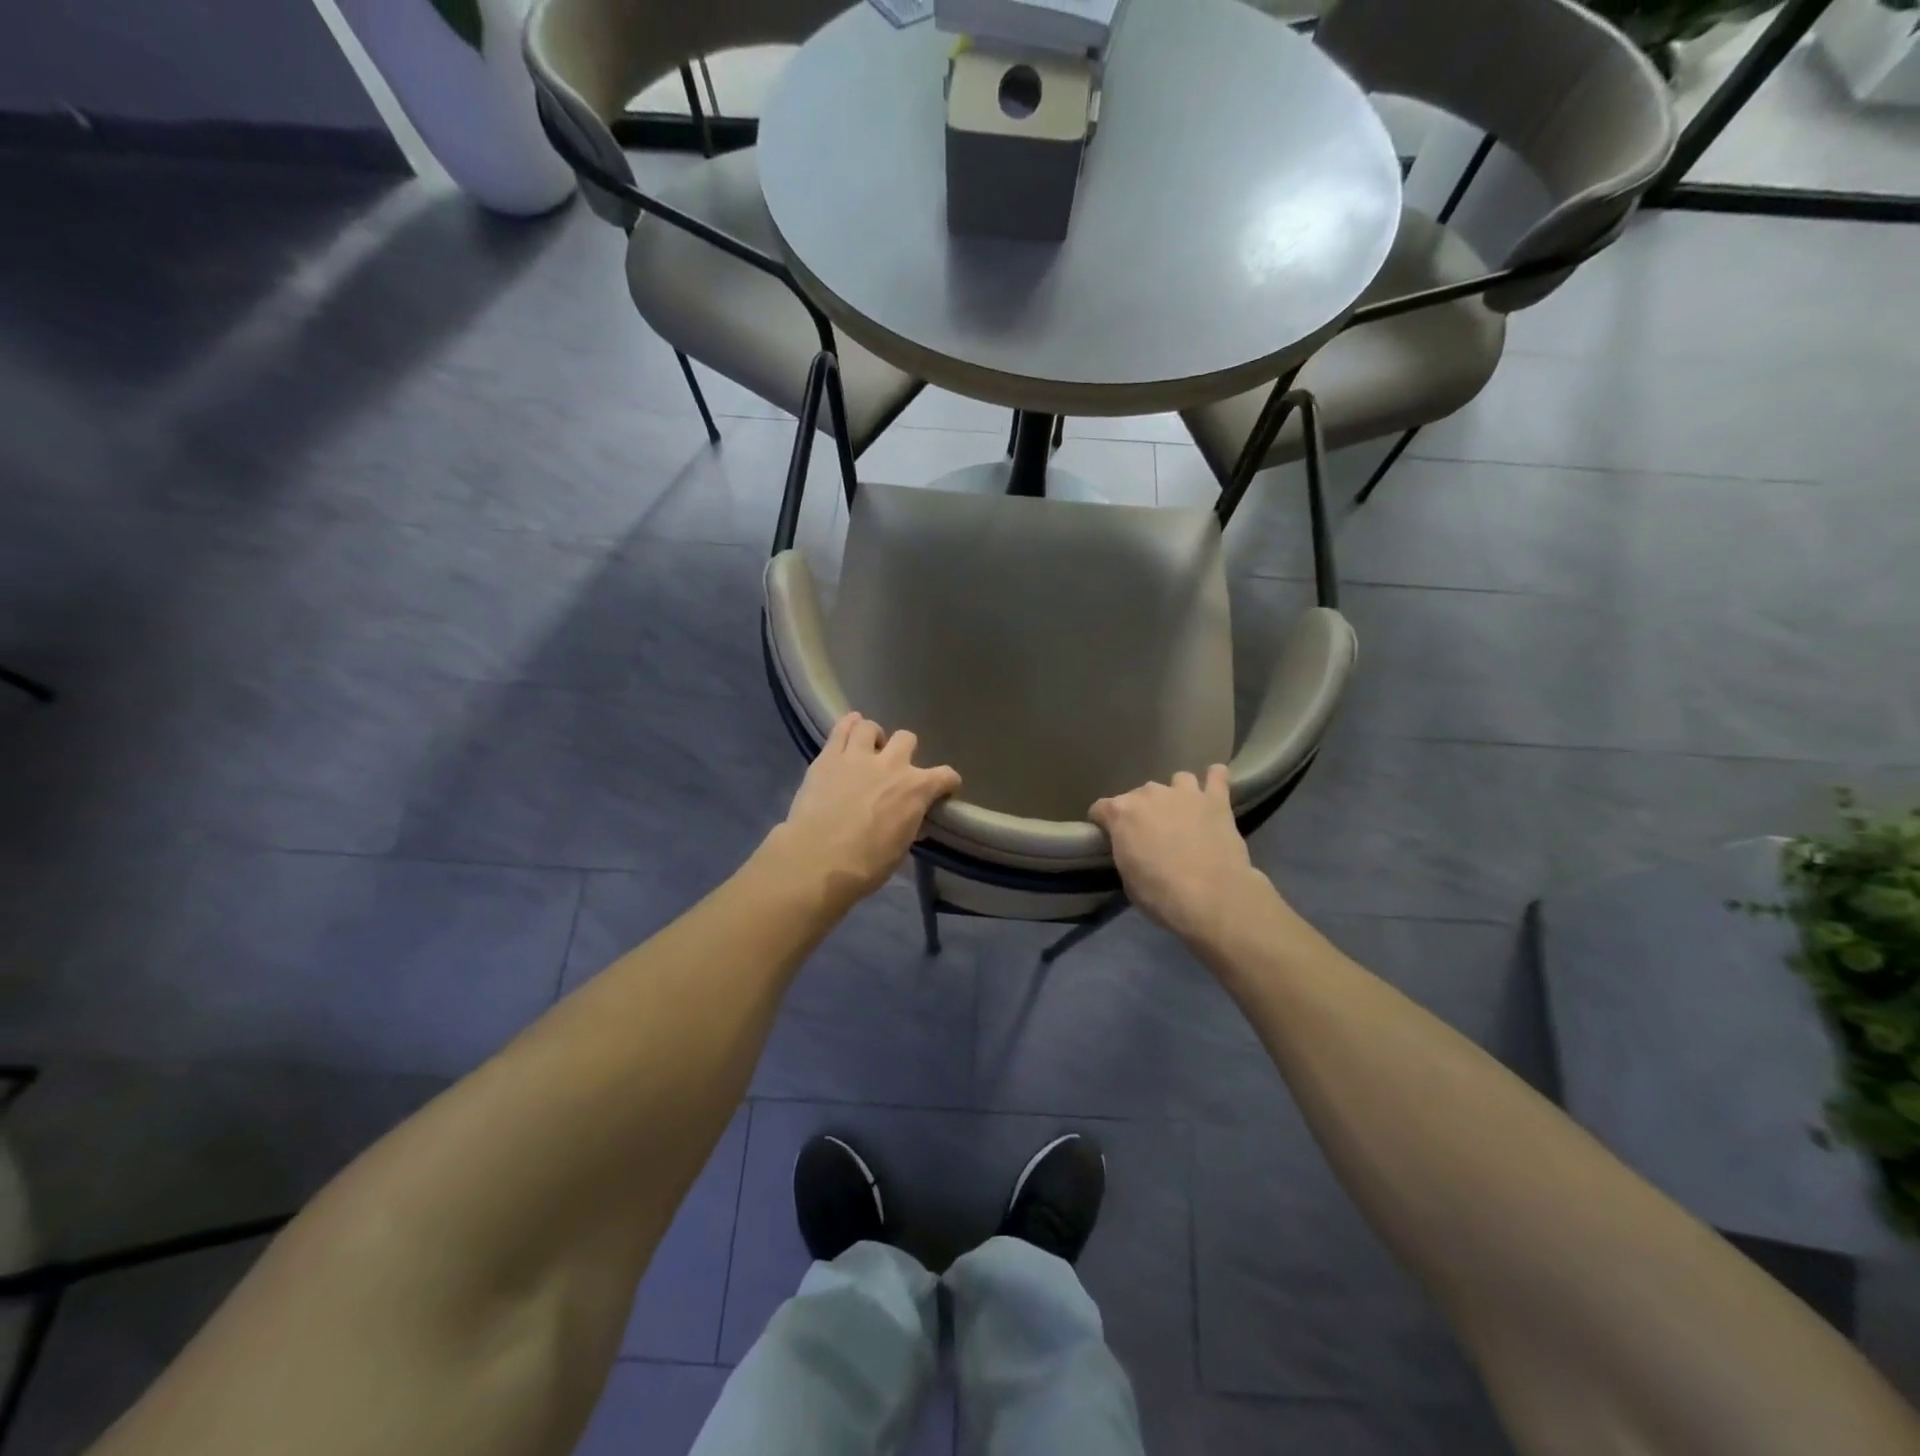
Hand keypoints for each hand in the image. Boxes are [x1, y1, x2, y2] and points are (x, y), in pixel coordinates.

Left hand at [773, 713, 961, 904]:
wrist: (817, 860)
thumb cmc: (865, 865)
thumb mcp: (899, 849)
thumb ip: (908, 826)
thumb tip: (913, 821)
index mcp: (916, 790)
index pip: (946, 776)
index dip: (947, 783)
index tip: (943, 790)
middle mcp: (891, 764)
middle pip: (907, 739)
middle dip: (905, 752)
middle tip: (894, 769)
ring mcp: (858, 756)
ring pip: (871, 727)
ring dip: (873, 738)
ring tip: (867, 750)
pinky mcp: (828, 756)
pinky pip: (841, 728)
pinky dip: (848, 726)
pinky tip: (849, 732)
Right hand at [1090, 766, 1271, 945]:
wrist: (1210, 897)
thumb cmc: (1159, 893)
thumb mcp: (1127, 876)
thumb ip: (1126, 850)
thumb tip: (1132, 846)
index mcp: (1121, 813)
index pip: (1100, 808)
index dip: (1103, 823)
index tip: (1109, 838)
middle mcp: (1149, 794)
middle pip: (1138, 795)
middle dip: (1142, 811)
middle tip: (1151, 834)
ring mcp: (1184, 793)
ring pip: (1177, 780)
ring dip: (1176, 795)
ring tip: (1182, 814)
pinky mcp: (1215, 800)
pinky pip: (1216, 776)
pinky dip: (1214, 779)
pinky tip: (1214, 787)